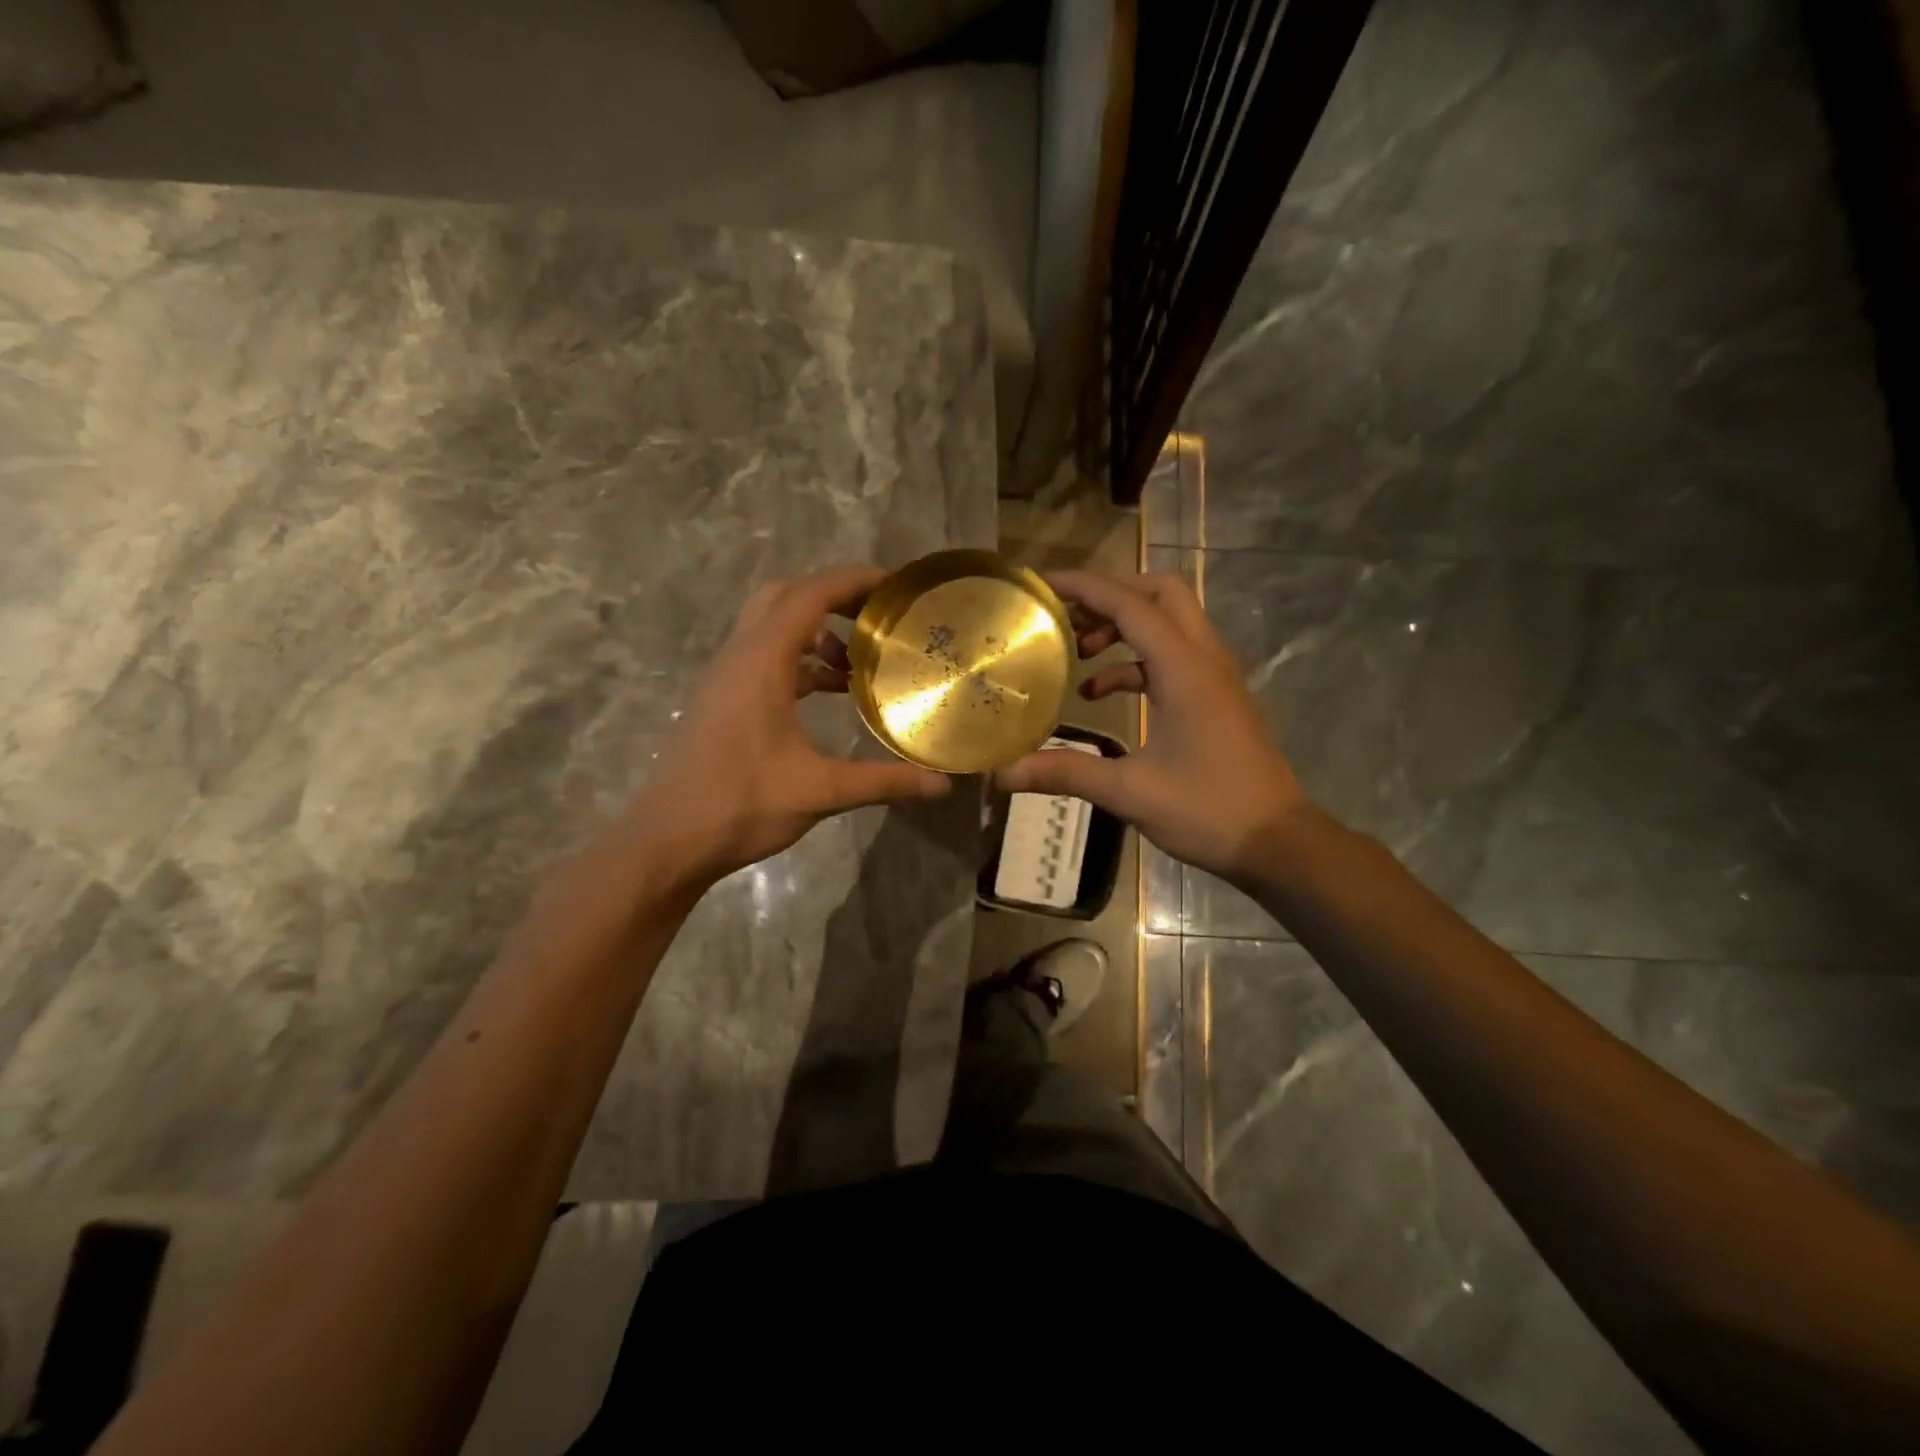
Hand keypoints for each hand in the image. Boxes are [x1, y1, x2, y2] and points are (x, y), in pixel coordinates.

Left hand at [629, 566, 949, 886]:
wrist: (667, 840)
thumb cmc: (741, 805)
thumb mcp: (821, 791)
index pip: (809, 595)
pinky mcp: (722, 700)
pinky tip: (829, 692)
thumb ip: (884, 782)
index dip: (853, 581)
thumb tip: (942, 784)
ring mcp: (726, 678)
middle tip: (876, 615)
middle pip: (785, 597)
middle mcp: (739, 657)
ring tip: (859, 661)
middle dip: (832, 595)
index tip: (895, 586)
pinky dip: (799, 660)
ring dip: (815, 630)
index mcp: (761, 662)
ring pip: (771, 628)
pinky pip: (764, 659)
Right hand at [995, 570, 1305, 884]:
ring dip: (1123, 627)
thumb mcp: (1130, 792)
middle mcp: (1204, 658)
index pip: (1131, 605)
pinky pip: (1172, 657)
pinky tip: (1101, 695)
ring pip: (1169, 622)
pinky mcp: (1215, 697)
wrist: (1276, 841)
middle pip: (1160, 594)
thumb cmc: (1208, 810)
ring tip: (1077, 654)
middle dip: (1111, 595)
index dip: (1085, 587)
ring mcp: (1215, 676)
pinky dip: (1135, 662)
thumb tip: (1003, 773)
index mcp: (1185, 669)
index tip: (1043, 585)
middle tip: (1068, 617)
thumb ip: (1066, 773)